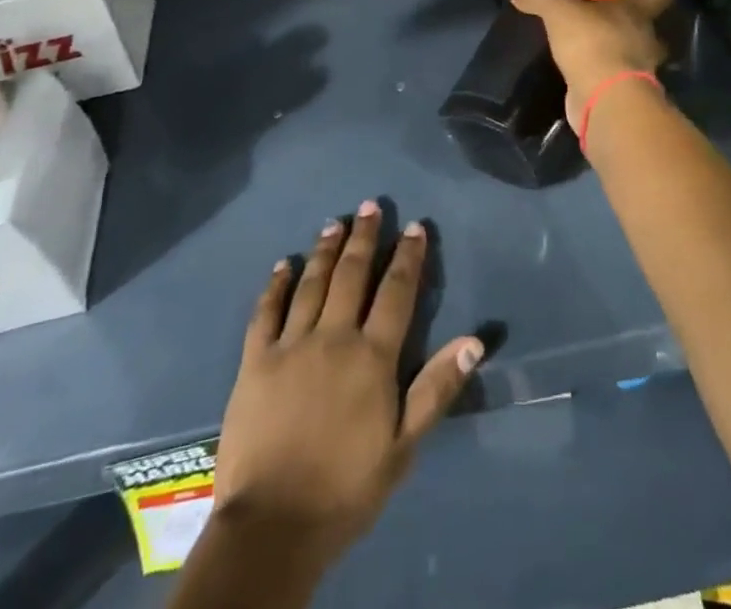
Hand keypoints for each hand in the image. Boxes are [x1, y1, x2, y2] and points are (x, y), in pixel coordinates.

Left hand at [213, 201, 482, 574]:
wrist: (273, 525)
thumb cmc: (347, 488)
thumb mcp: (403, 446)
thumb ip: (436, 388)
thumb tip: (474, 340)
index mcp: (372, 356)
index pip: (396, 292)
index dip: (408, 257)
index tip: (415, 226)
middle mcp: (333, 336)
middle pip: (353, 274)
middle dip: (365, 237)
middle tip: (370, 205)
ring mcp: (291, 344)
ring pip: (312, 283)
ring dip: (325, 250)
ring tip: (334, 222)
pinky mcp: (256, 360)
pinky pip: (266, 311)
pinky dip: (276, 284)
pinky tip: (284, 264)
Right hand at [510, 0, 675, 121]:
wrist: (605, 100)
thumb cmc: (593, 42)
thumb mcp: (560, 12)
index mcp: (639, 11)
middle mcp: (646, 37)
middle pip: (646, 21)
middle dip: (631, 15)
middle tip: (609, 7)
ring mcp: (639, 67)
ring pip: (633, 49)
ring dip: (617, 43)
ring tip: (592, 37)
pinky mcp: (624, 91)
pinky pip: (615, 72)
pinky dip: (602, 67)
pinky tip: (583, 64)